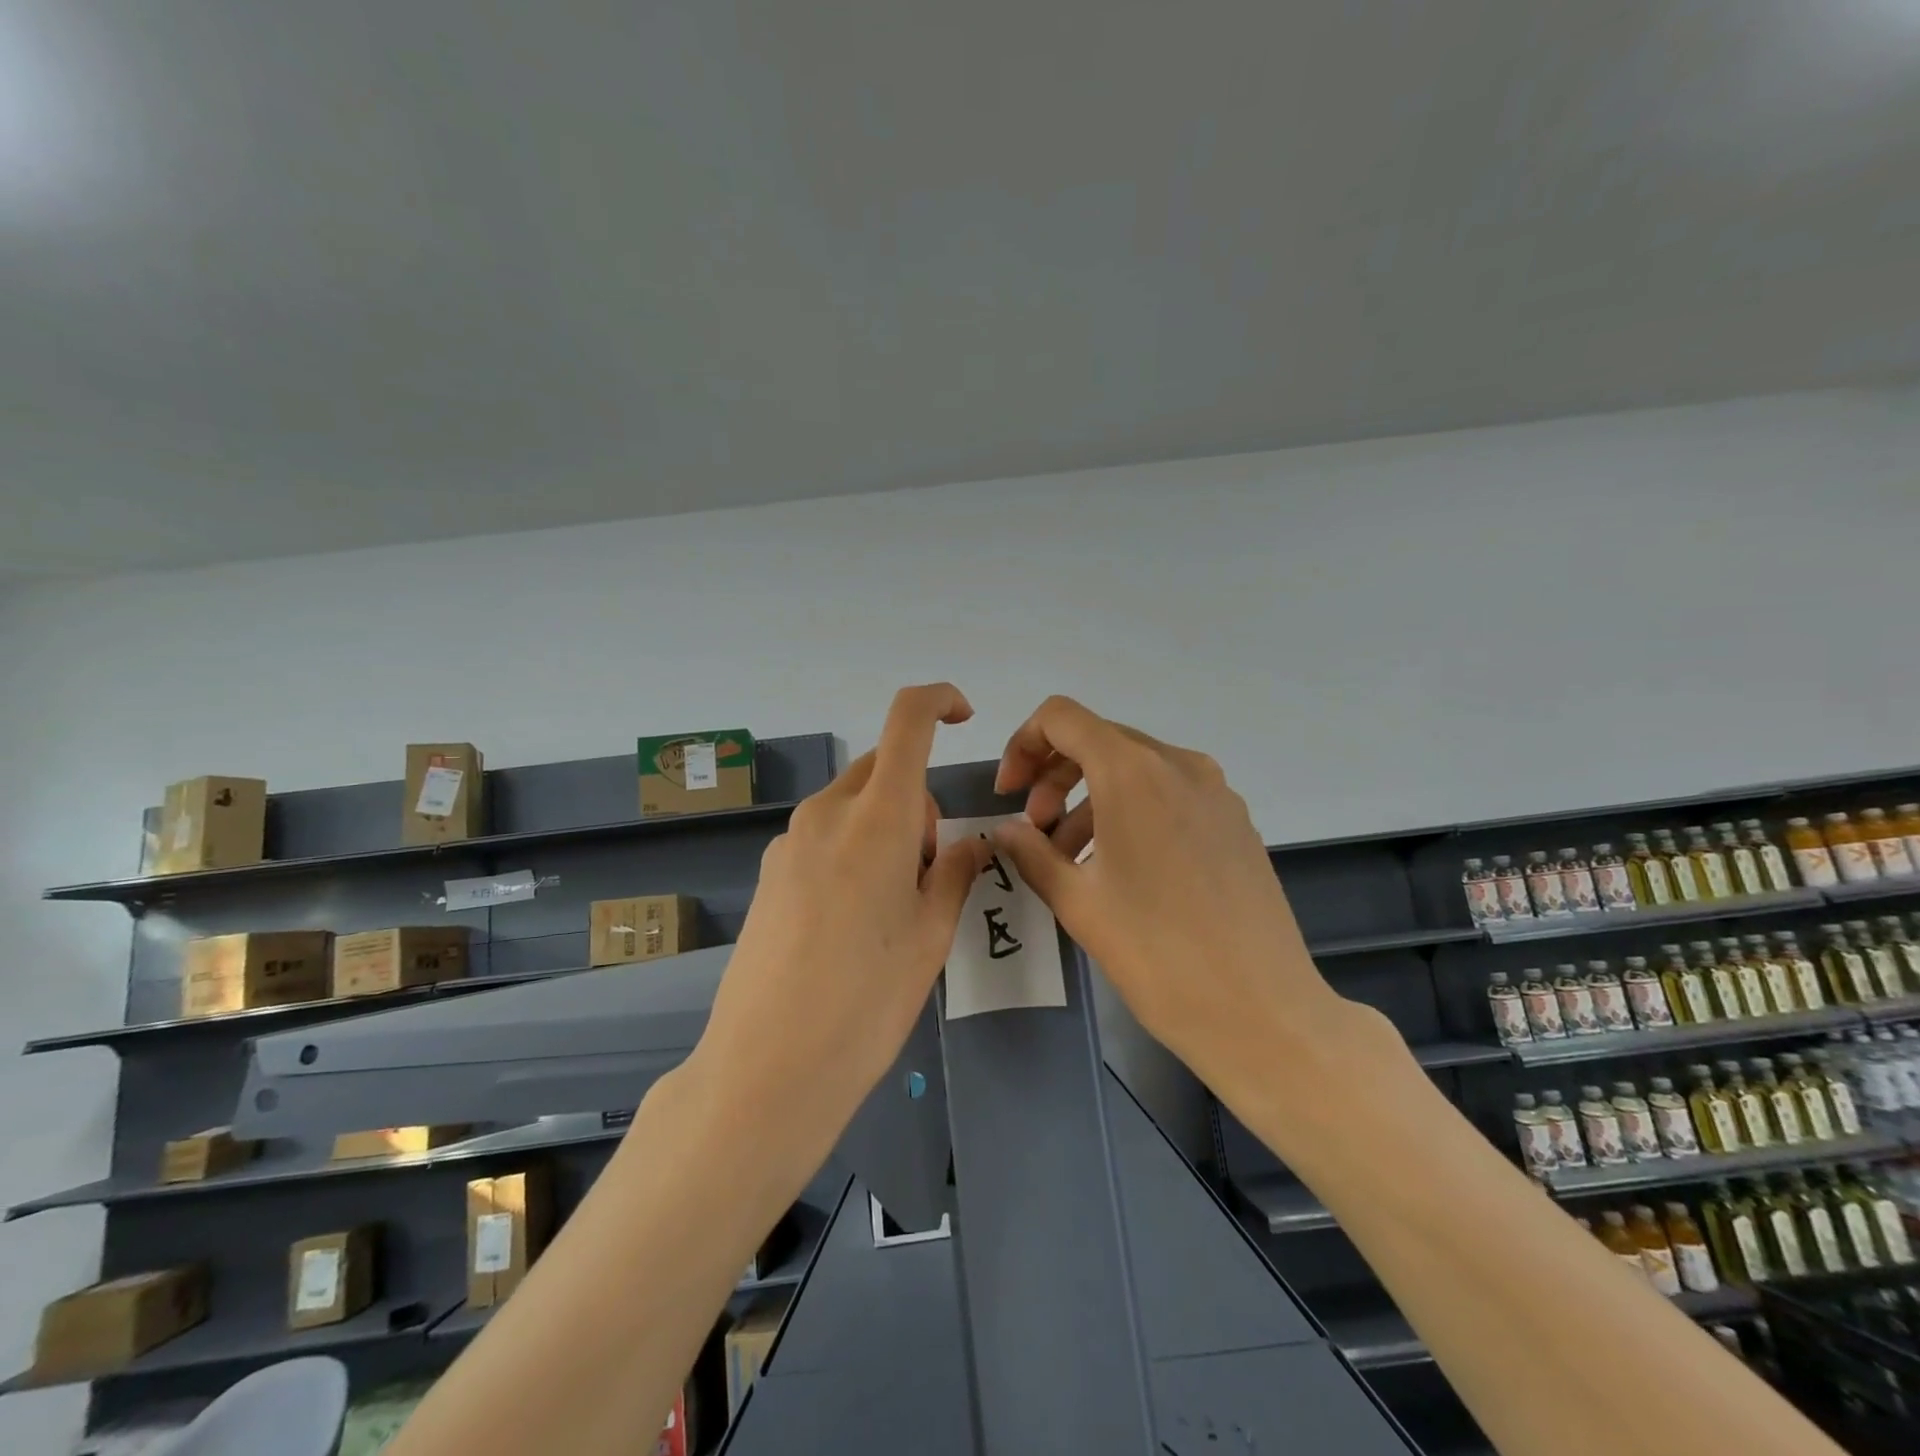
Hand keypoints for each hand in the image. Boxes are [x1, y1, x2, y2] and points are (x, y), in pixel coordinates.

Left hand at [690, 684, 988, 1175]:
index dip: (938, 700)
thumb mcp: (931, 935)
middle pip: (882, 769)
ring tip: (890, 905)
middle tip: (928, 869)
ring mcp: (789, 841)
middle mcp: (827, 813)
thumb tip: (967, 841)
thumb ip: (952, 871)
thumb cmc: (868, 999)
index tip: (962, 717)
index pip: (907, 721)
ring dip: (883, 827)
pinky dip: (851, 848)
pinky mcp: (769, 872)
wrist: (769, 1066)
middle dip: (916, 798)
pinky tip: (850, 920)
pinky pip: (823, 835)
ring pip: (852, 804)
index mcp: (876, 816)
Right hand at [990, 695, 1395, 1109]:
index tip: (1010, 796)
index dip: (1023, 745)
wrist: (1263, 1013)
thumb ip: (1031, 852)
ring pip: (1134, 768)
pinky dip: (1131, 810)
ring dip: (1091, 797)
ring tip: (1071, 858)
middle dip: (1054, 776)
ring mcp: (1215, 791)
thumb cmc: (1157, 955)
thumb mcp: (1078, 903)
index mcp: (1133, 773)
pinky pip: (1169, 793)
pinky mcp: (1235, 820)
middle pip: (1098, 740)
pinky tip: (1122, 866)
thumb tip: (1008, 830)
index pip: (1062, 717)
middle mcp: (1179, 765)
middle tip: (1036, 831)